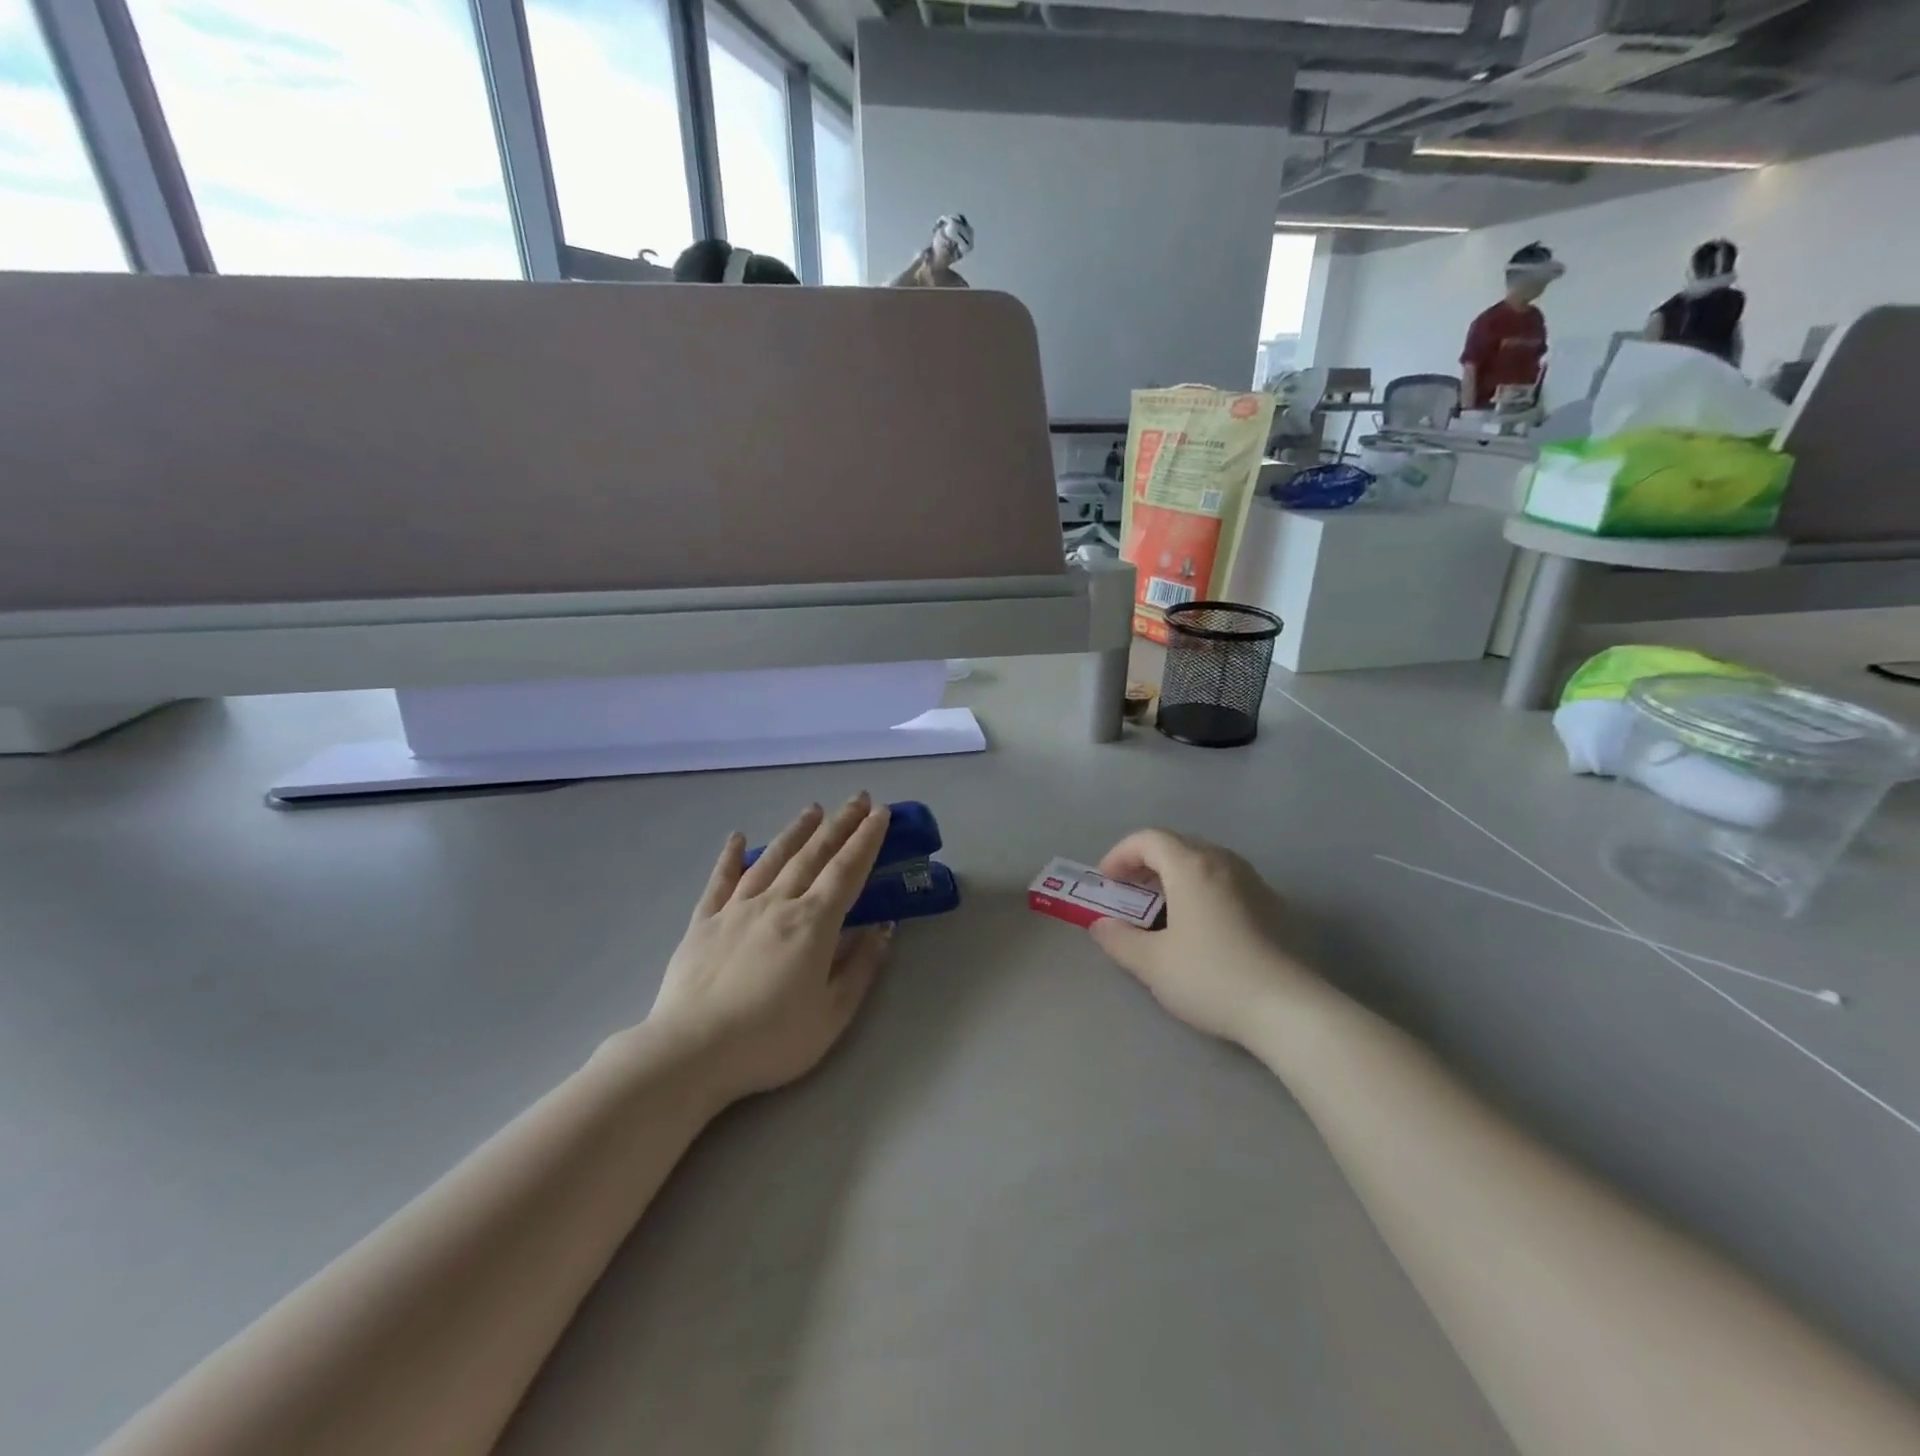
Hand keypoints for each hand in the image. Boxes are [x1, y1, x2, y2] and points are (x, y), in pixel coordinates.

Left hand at [644, 795, 893, 1106]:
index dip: (866, 841)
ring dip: (796, 832)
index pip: (847, 871)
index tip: (881, 814)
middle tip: (858, 799)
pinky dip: (730, 857)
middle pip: (813, 855)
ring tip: (813, 809)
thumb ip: (860, 967)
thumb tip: (883, 927)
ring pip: (772, 859)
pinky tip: (736, 837)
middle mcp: (777, 904)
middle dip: (840, 825)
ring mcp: (736, 909)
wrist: (690, 1052)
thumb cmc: (770, 1040)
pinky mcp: (703, 922)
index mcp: (812, 924)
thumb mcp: (832, 1014)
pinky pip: (720, 881)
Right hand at [1089, 829, 1321, 1046]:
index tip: (1107, 882)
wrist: (1288, 1008)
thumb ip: (1118, 939)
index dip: (1121, 854)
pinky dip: (1203, 890)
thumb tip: (1100, 925)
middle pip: (1178, 845)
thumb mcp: (1152, 963)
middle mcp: (1224, 862)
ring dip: (1176, 876)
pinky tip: (1202, 927)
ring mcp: (1254, 882)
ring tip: (1163, 909)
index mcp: (1191, 866)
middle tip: (1130, 893)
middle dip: (1146, 864)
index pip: (1148, 839)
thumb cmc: (1211, 976)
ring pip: (1205, 862)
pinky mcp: (1274, 905)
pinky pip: (1227, 882)